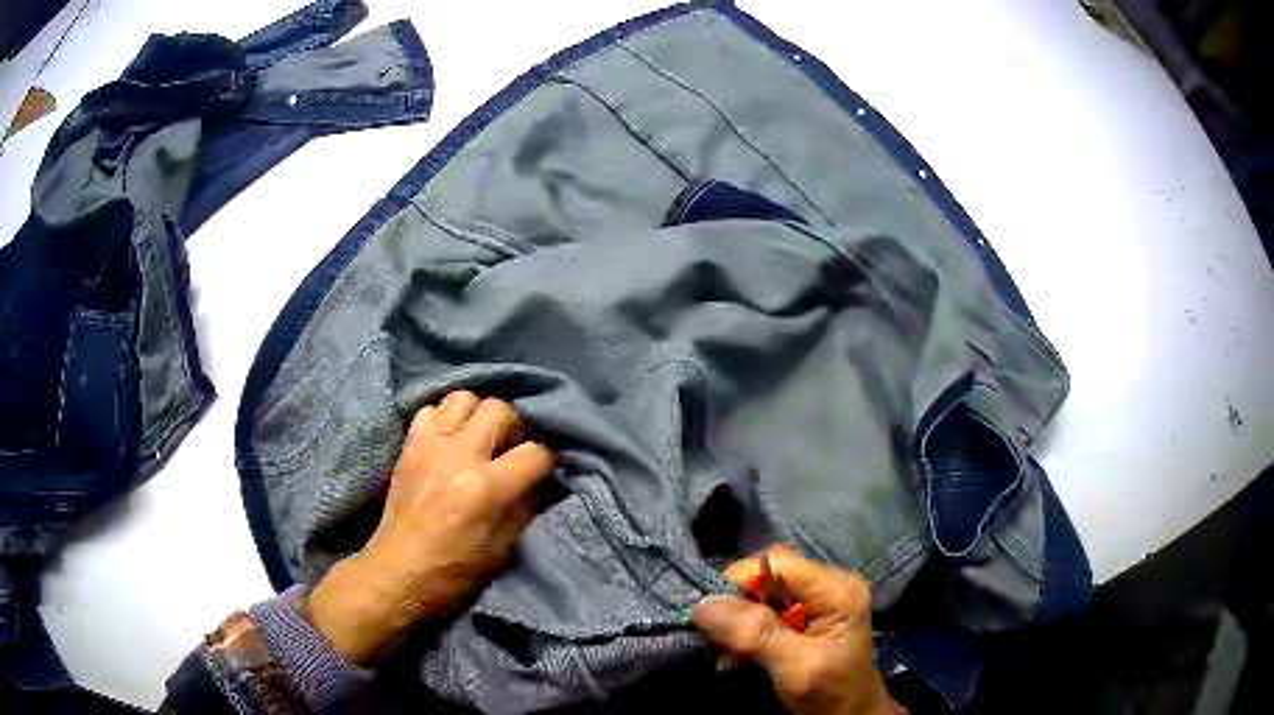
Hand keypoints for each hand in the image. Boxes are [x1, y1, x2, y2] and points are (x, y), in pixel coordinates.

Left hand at [306, 391, 553, 664]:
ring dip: (477, 414)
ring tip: (479, 437)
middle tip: (511, 448)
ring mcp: (429, 446)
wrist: (399, 572)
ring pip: (462, 398)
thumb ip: (526, 506)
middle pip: (499, 409)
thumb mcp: (504, 547)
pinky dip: (444, 419)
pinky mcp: (408, 447)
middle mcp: (458, 456)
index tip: (541, 472)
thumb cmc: (456, 570)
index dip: (546, 461)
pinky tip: (449, 440)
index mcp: (486, 488)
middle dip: (515, 426)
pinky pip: (429, 410)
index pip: (534, 452)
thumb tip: (541, 480)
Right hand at [693, 546, 894, 714]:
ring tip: (726, 654)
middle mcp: (826, 586)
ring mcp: (815, 601)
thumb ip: (756, 635)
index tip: (710, 616)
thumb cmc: (831, 694)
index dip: (739, 582)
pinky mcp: (803, 618)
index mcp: (836, 590)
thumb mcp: (797, 667)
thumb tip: (704, 606)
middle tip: (717, 640)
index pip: (777, 562)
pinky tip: (735, 656)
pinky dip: (743, 633)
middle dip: (736, 607)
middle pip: (765, 576)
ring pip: (759, 595)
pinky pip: (762, 612)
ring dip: (736, 624)